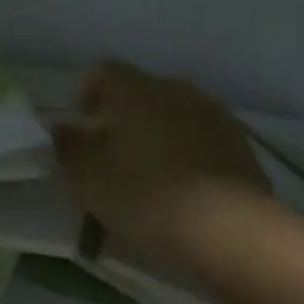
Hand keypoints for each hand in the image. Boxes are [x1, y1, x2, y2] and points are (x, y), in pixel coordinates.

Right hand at [53, 60, 270, 262]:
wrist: (234, 233)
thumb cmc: (148, 197)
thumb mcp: (91, 180)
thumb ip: (71, 148)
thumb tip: (62, 128)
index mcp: (136, 91)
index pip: (104, 71)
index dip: (88, 92)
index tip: (82, 125)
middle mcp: (175, 90)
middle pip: (142, 91)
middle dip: (124, 115)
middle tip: (113, 153)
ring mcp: (213, 115)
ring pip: (175, 113)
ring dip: (159, 132)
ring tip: (151, 172)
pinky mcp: (242, 145)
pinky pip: (203, 137)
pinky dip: (189, 151)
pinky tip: (186, 187)